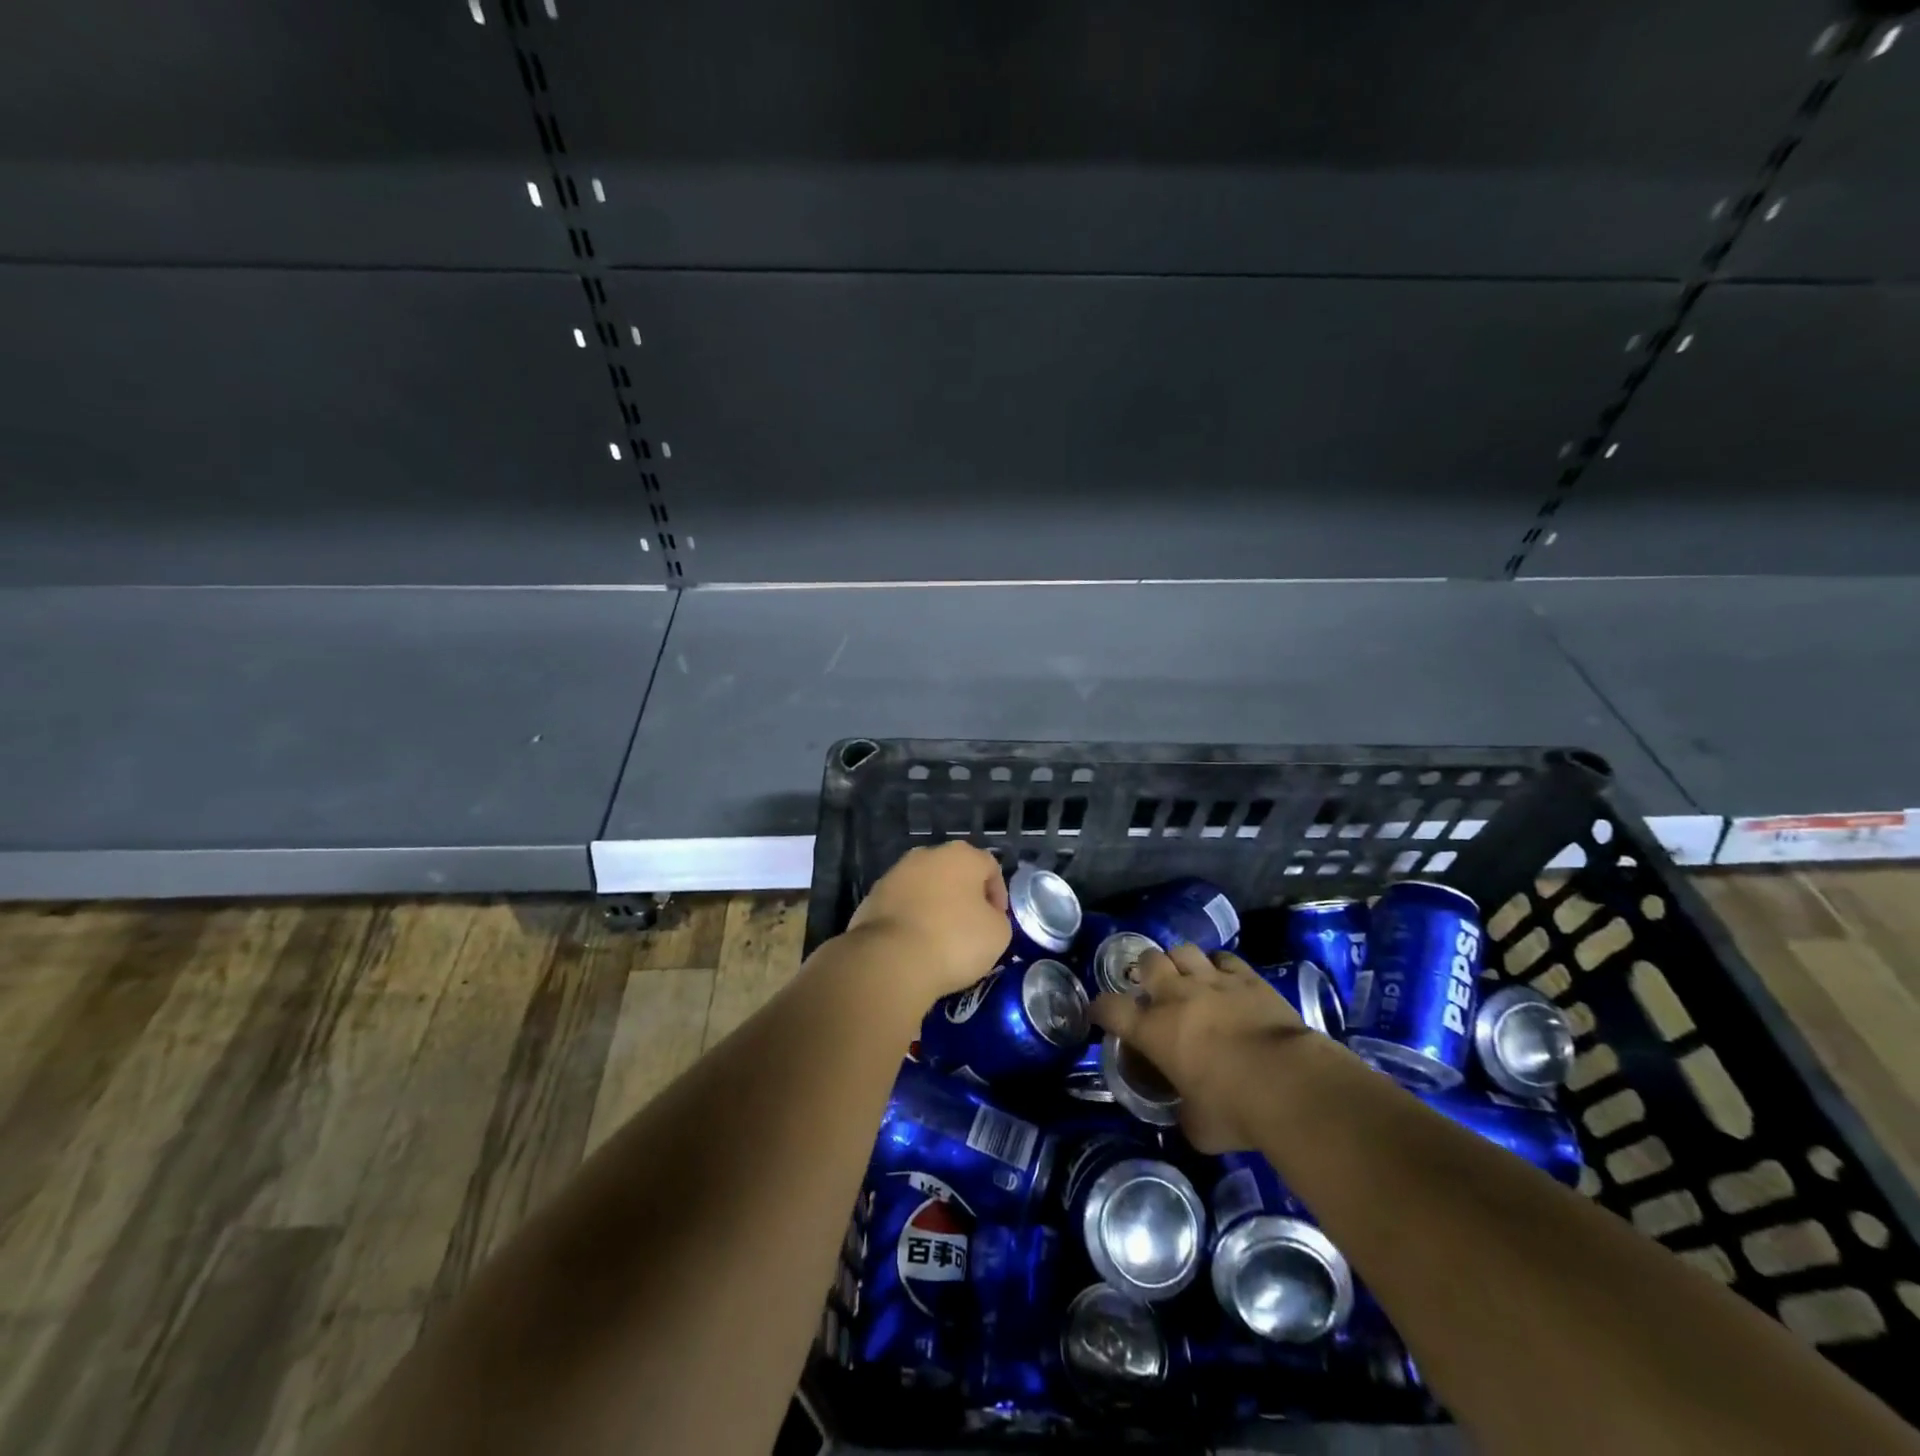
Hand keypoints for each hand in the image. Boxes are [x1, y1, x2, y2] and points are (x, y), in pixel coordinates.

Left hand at [845, 843, 1012, 1002]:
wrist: (891, 960)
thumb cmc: (954, 940)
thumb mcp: (998, 934)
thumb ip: (997, 918)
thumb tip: (985, 917)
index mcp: (961, 855)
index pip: (990, 867)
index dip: (998, 894)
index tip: (997, 922)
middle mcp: (926, 854)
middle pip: (954, 872)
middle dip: (963, 896)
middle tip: (970, 928)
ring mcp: (895, 874)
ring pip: (924, 887)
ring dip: (934, 906)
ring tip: (939, 939)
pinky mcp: (872, 897)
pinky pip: (901, 905)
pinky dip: (910, 919)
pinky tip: (913, 945)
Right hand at [1091, 943, 1309, 1151]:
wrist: (1289, 1085)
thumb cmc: (1235, 1111)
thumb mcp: (1198, 1128)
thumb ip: (1184, 1114)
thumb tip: (1186, 1114)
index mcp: (1153, 1031)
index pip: (1110, 1008)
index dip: (1101, 1008)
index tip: (1101, 1014)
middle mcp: (1175, 996)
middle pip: (1147, 962)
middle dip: (1146, 972)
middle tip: (1154, 989)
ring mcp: (1212, 981)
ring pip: (1182, 950)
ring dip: (1180, 962)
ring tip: (1187, 977)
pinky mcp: (1246, 977)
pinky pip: (1224, 958)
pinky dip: (1219, 966)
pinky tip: (1224, 978)